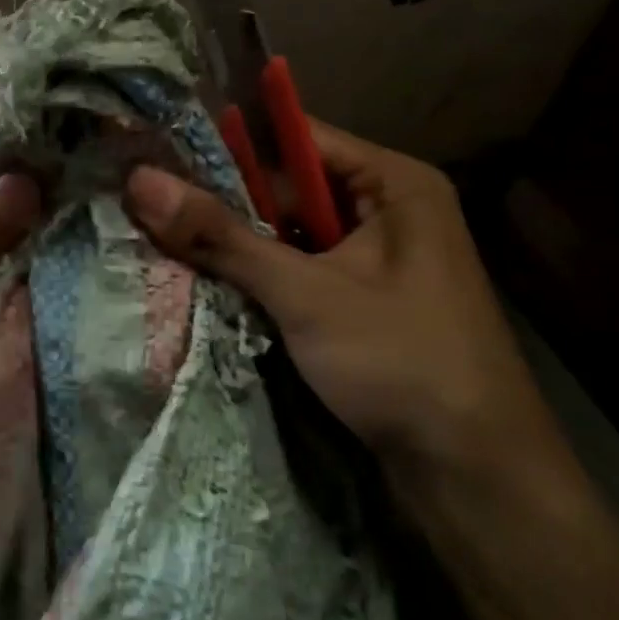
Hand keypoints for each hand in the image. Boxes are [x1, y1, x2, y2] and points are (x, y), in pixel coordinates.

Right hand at [124, 120, 562, 494]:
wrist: (479, 481)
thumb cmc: (402, 363)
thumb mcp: (305, 293)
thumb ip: (221, 236)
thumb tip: (139, 181)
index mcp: (394, 184)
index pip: (299, 138)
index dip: (232, 144)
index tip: (165, 152)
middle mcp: (390, 210)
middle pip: (292, 188)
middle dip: (229, 202)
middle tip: (156, 204)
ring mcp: (380, 260)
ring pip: (293, 234)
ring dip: (242, 244)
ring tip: (168, 239)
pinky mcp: (367, 303)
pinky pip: (304, 270)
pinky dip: (263, 277)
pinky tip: (213, 283)